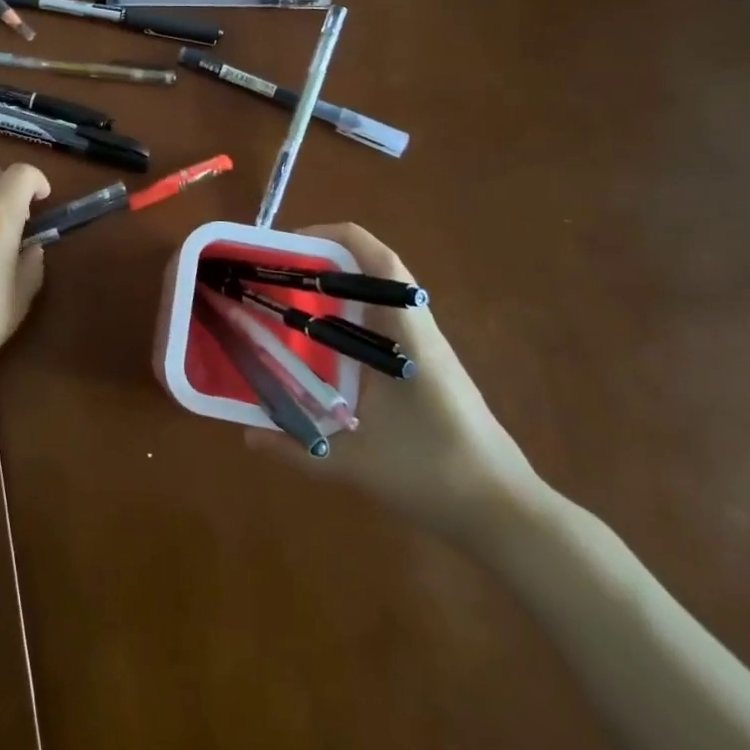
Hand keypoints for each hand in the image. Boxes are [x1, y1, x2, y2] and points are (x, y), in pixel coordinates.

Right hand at [248, 223, 545, 543]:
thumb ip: (296, 451)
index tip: (287, 246)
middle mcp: (416, 328)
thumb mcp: (356, 466)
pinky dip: (350, 314)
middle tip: (276, 272)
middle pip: (372, 268)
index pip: (377, 260)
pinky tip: (321, 343)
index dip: (333, 237)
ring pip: (378, 294)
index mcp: (406, 333)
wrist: (503, 512)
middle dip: (323, 260)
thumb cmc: (433, 475)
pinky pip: (383, 320)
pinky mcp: (425, 365)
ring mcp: (424, 346)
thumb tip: (246, 437)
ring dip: (337, 285)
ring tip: (289, 297)